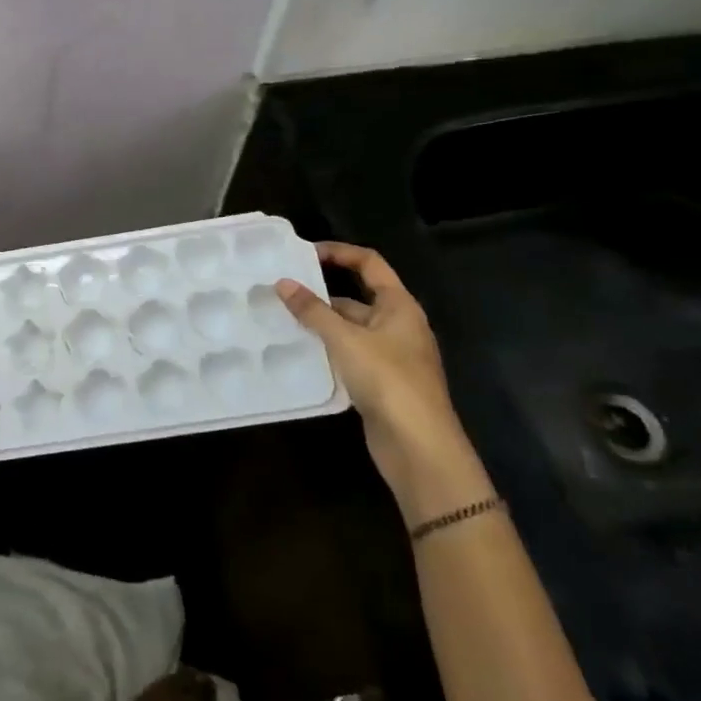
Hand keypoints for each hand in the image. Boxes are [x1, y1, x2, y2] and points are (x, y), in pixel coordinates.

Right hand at [276, 244, 489, 521]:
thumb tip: (283, 283)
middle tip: (283, 290)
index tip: (303, 254)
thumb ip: (313, 311)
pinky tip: (300, 352)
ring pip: (351, 328)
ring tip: (282, 319)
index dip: (339, 252)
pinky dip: (327, 349)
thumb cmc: (388, 380)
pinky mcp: (381, 382)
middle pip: (358, 296)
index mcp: (399, 306)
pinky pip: (349, 354)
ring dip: (321, 324)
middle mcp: (398, 325)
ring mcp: (391, 355)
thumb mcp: (345, 339)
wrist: (419, 447)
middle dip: (322, 293)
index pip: (369, 263)